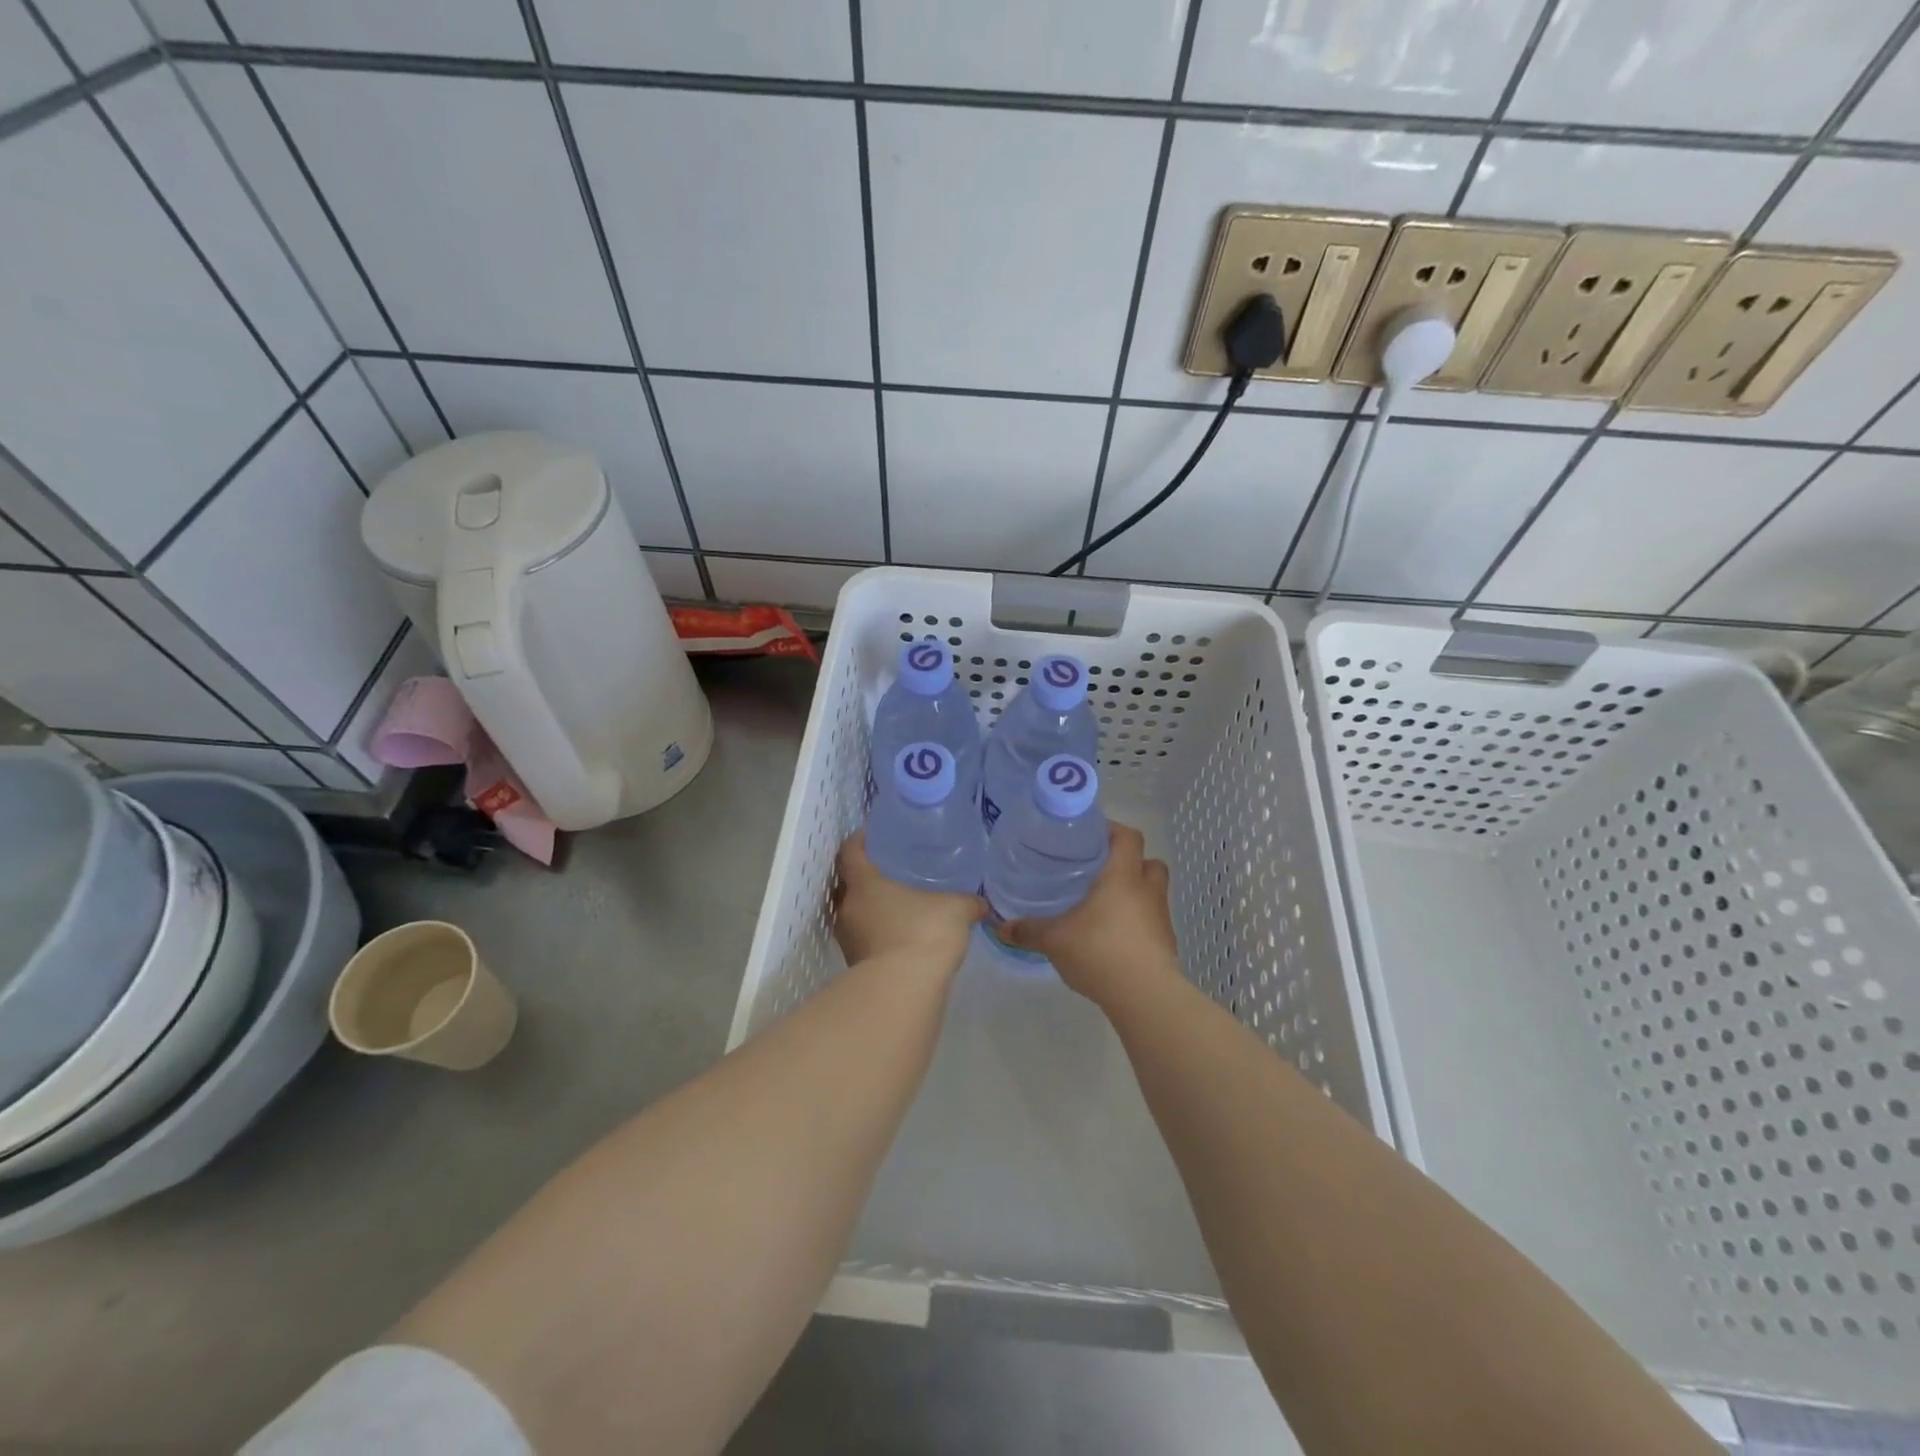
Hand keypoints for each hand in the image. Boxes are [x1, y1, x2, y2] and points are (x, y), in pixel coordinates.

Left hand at [831, 831, 982, 974]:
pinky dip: (877, 934)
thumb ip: (968, 902)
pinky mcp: (855, 966)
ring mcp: (848, 940)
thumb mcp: (956, 909)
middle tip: (886, 870)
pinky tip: (900, 936)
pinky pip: (863, 939)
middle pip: (846, 884)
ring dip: (869, 909)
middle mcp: (848, 909)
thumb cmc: (924, 933)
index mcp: (865, 884)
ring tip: (896, 905)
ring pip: (853, 914)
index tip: (870, 834)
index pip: (850, 852)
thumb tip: (981, 904)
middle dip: (862, 877)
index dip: (858, 840)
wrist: (905, 990)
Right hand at [1002, 824, 1179, 1005]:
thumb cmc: (1100, 952)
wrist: (1144, 996)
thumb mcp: (1055, 940)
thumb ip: (1029, 930)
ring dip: (1135, 894)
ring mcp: (1161, 918)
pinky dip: (1138, 923)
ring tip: (1106, 907)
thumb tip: (1001, 926)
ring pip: (1152, 892)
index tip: (1090, 835)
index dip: (1113, 830)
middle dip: (1129, 863)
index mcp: (1123, 876)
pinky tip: (1115, 938)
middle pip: (1149, 862)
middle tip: (1100, 871)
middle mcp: (1147, 890)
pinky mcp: (1166, 944)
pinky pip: (1152, 922)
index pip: (1128, 837)